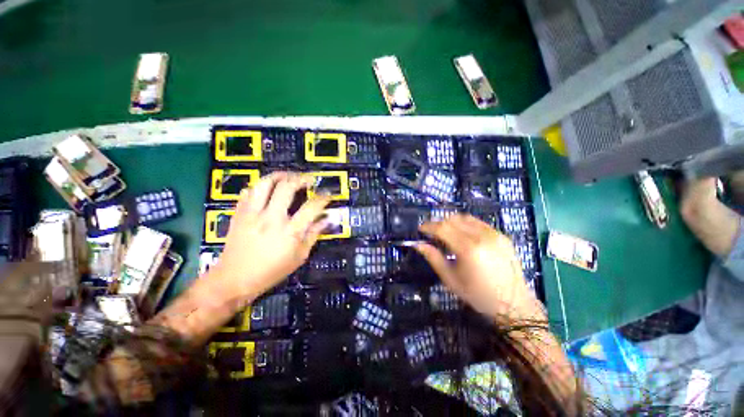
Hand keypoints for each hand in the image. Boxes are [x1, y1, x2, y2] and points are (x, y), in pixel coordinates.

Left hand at [208, 172, 330, 304]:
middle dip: (301, 178)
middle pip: (287, 187)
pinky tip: (268, 189)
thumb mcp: (299, 257)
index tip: (327, 194)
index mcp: (289, 231)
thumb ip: (314, 235)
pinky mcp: (239, 213)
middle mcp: (271, 218)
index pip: (311, 207)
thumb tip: (326, 220)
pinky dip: (260, 186)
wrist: (234, 279)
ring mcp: (252, 214)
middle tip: (309, 179)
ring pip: (265, 183)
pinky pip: (249, 191)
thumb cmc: (271, 271)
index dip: (323, 198)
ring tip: (289, 176)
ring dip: (280, 175)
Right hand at [415, 214, 544, 323]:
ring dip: (451, 221)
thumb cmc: (478, 295)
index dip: (429, 226)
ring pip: (465, 218)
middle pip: (453, 220)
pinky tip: (462, 233)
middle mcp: (481, 236)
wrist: (515, 303)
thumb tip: (418, 245)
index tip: (420, 229)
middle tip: (431, 232)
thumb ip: (434, 258)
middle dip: (438, 223)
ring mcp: (494, 234)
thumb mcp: (451, 279)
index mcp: (468, 249)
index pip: (443, 228)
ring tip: (445, 231)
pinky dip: (465, 223)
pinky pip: (478, 222)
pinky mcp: (501, 235)